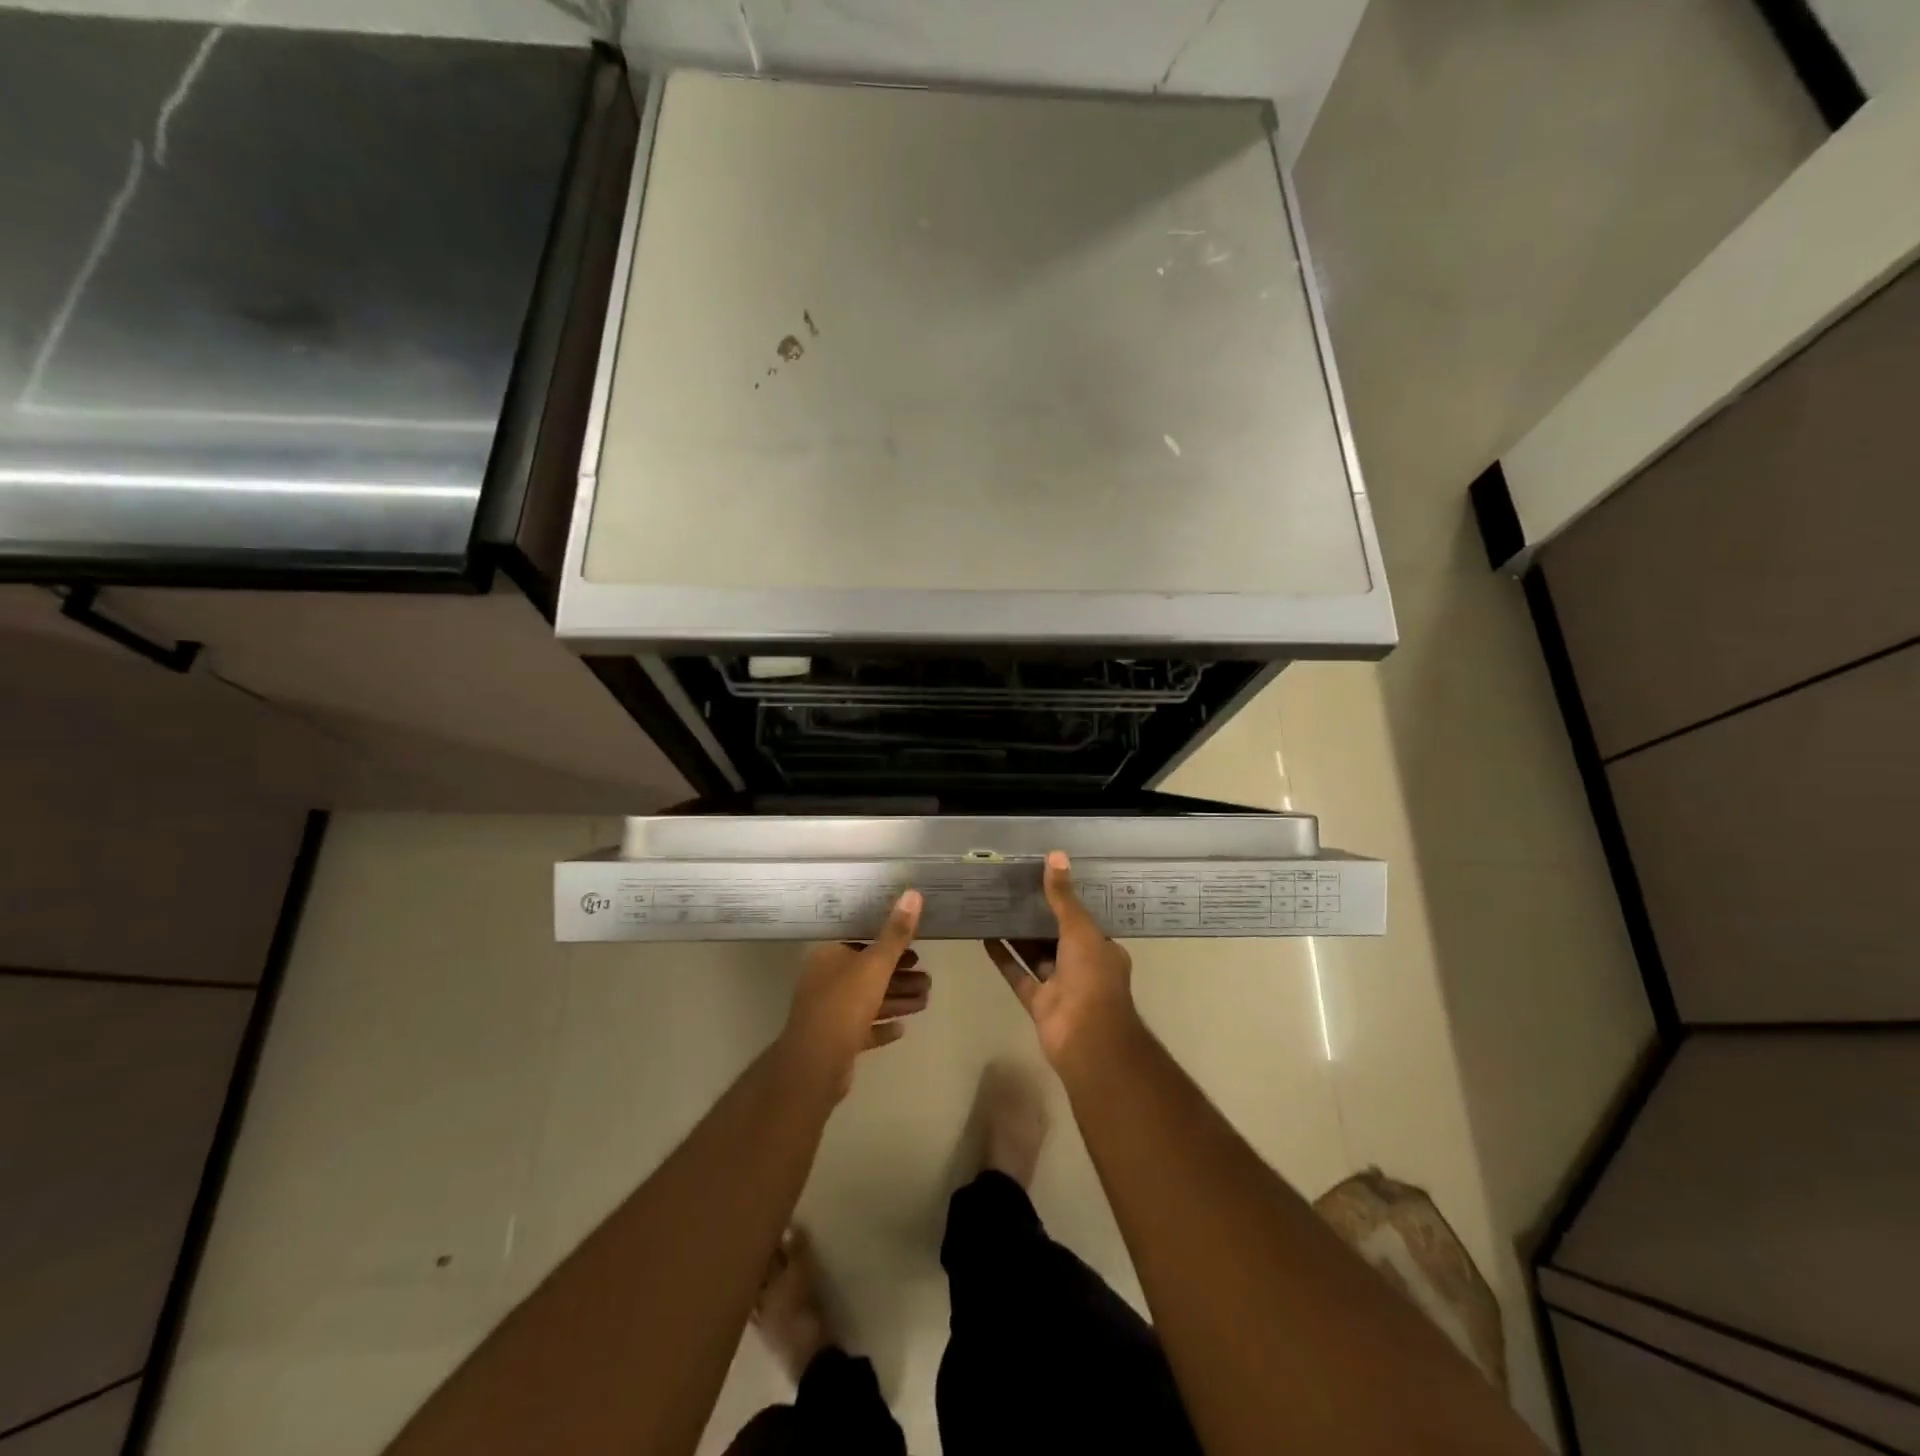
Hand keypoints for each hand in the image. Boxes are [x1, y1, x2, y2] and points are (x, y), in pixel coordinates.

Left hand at [782, 890, 927, 1097]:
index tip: (915, 947)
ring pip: (869, 1000)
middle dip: (899, 975)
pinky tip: (903, 1027)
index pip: (860, 941)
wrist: (815, 1065)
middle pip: (868, 972)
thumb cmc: (844, 1004)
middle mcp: (825, 980)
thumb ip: (896, 933)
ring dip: (897, 999)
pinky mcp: (835, 1041)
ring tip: (926, 999)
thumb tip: (913, 893)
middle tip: (927, 977)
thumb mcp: (875, 964)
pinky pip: (864, 1028)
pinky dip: (882, 1026)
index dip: (888, 942)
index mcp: (828, 956)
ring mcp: (828, 1012)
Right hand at [985, 853, 1140, 1071]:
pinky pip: (1018, 975)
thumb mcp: (1080, 929)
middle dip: (1037, 918)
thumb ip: (1063, 897)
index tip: (1043, 881)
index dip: (1065, 902)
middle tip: (1012, 890)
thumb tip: (1055, 855)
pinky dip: (1004, 958)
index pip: (1083, 920)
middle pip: (1057, 937)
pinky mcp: (1037, 1003)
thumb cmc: (1092, 978)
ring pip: (1036, 956)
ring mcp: (1059, 987)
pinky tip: (985, 937)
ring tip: (995, 907)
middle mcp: (1083, 967)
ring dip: (1018, 936)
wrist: (1087, 1038)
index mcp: (1102, 950)